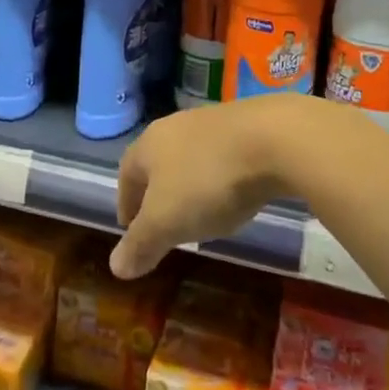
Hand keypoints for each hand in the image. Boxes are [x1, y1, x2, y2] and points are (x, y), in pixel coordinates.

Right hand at [110, 98, 313, 278]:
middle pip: (157, 163)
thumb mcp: (167, 222)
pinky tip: (233, 194)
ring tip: (200, 213)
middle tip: (164, 225)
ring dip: (188, 184)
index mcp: (148, 145)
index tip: (131, 231)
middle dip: (157, 194)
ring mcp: (210, 122)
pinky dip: (218, 176)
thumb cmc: (208, 181)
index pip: (126, 175)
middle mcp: (174, 126)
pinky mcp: (244, 124)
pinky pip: (220, 155)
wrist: (272, 138)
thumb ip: (141, 244)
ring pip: (188, 157)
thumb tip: (116, 266)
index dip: (126, 204)